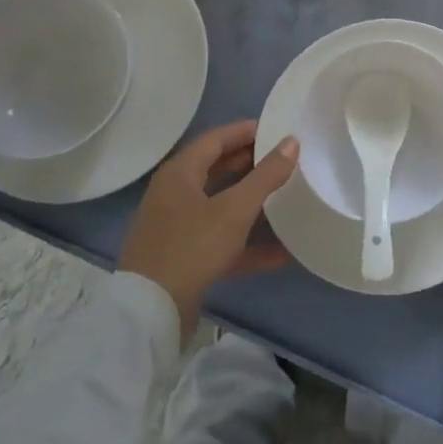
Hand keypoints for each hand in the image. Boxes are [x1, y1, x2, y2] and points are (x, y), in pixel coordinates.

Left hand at [118, 121, 297, 340]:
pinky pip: (219, 241)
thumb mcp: (234, 210)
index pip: (215, 139)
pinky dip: (245, 243)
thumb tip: (292, 142)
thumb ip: (266, 175)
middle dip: (250, 164)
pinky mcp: (183, 258)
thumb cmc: (191, 248)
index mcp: (179, 173)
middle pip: (216, 169)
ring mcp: (177, 227)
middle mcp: (174, 194)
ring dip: (250, 203)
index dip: (245, 131)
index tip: (277, 129)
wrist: (150, 314)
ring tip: (284, 197)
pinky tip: (278, 253)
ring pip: (219, 205)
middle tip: (284, 160)